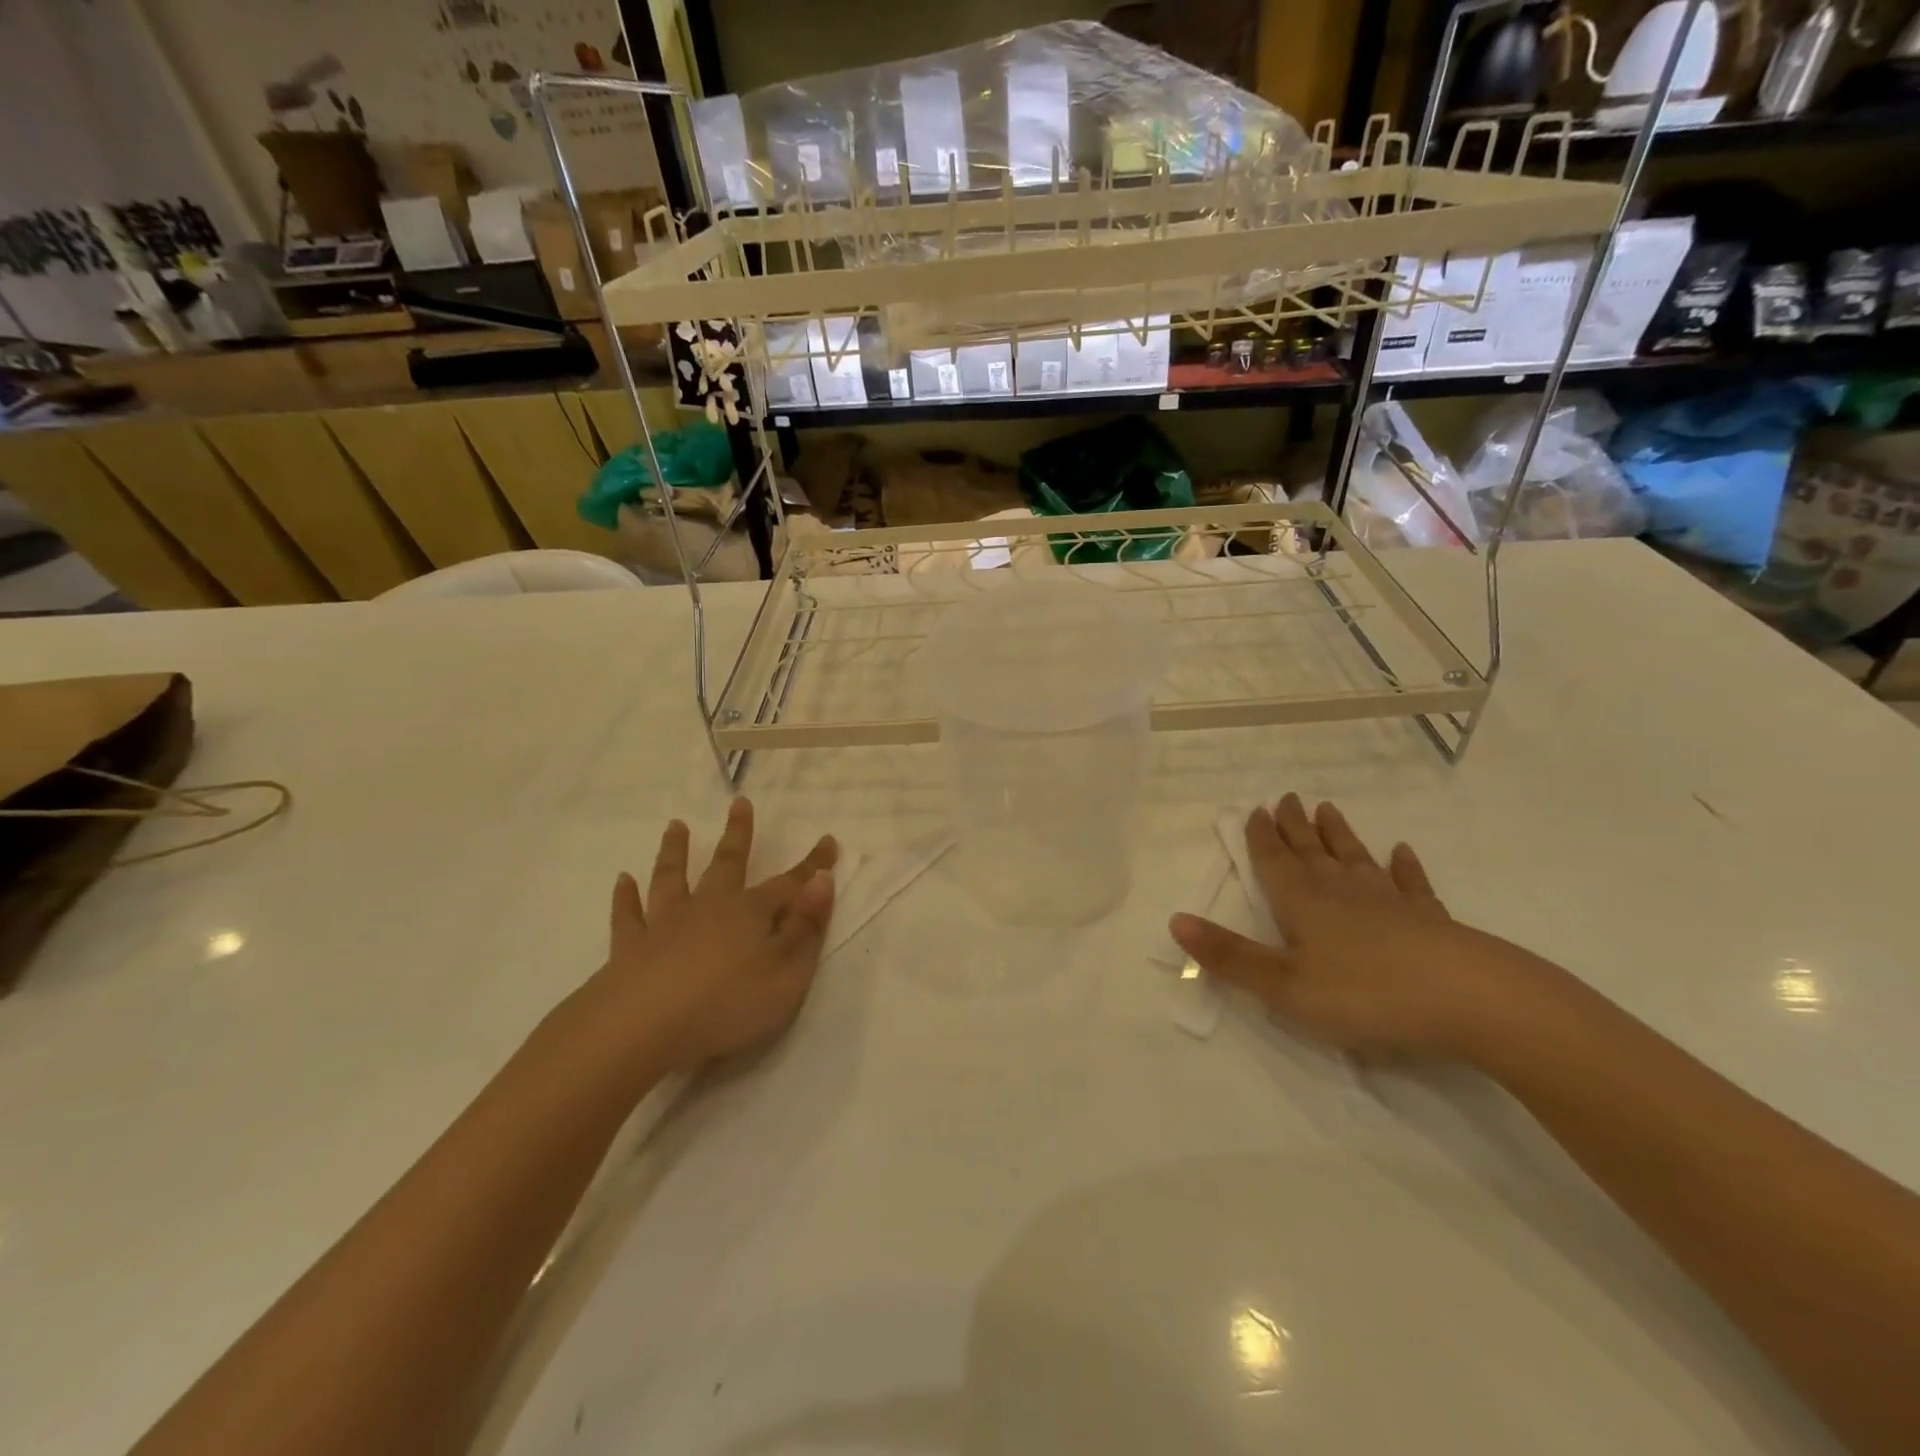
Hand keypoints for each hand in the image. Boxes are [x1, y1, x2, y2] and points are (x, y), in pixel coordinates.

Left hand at [581, 797, 837, 1076]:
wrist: (642, 1029)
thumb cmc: (727, 1005)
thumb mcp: (786, 975)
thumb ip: (806, 929)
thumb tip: (822, 882)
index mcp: (750, 913)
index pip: (789, 884)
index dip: (812, 865)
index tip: (829, 841)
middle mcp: (708, 907)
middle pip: (727, 864)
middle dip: (737, 834)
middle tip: (739, 803)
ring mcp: (665, 924)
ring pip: (672, 878)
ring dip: (675, 851)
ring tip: (676, 826)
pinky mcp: (629, 949)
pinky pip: (628, 916)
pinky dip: (626, 898)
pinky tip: (623, 881)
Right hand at [1169, 794, 1543, 1059]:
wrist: (1469, 1000)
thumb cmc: (1365, 994)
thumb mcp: (1283, 985)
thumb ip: (1229, 956)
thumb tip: (1175, 920)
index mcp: (1303, 903)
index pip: (1275, 861)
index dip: (1262, 837)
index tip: (1256, 808)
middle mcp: (1342, 892)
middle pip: (1312, 851)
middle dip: (1295, 826)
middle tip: (1286, 797)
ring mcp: (1390, 902)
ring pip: (1356, 859)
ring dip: (1340, 835)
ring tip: (1328, 809)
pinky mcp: (1431, 920)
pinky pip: (1412, 885)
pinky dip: (1405, 867)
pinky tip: (1403, 853)